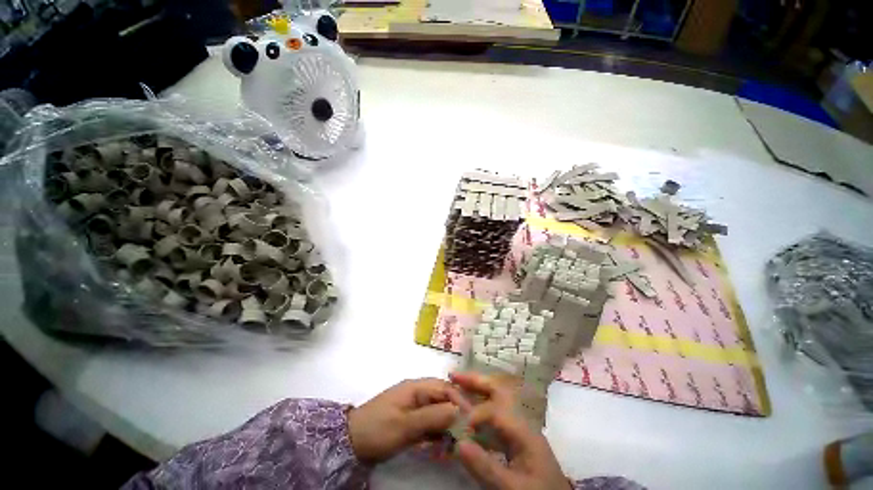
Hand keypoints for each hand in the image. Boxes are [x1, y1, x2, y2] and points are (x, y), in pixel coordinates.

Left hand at [348, 378, 468, 463]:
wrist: (351, 441)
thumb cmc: (378, 429)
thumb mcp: (405, 425)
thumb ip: (432, 417)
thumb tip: (458, 410)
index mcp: (417, 387)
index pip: (445, 388)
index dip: (460, 402)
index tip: (472, 421)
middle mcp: (418, 393)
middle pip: (444, 399)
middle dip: (456, 416)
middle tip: (465, 436)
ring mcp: (415, 406)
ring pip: (439, 412)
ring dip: (447, 427)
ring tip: (453, 446)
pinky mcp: (411, 420)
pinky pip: (430, 424)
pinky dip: (437, 434)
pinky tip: (441, 448)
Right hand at [449, 372, 570, 489]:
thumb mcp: (513, 488)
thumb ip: (487, 467)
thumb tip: (458, 443)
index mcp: (525, 431)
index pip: (496, 410)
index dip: (475, 413)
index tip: (457, 424)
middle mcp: (522, 423)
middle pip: (499, 392)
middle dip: (476, 382)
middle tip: (454, 376)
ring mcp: (519, 431)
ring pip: (496, 402)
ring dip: (477, 392)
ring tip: (457, 386)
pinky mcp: (515, 441)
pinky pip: (495, 419)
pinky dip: (480, 411)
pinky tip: (468, 415)